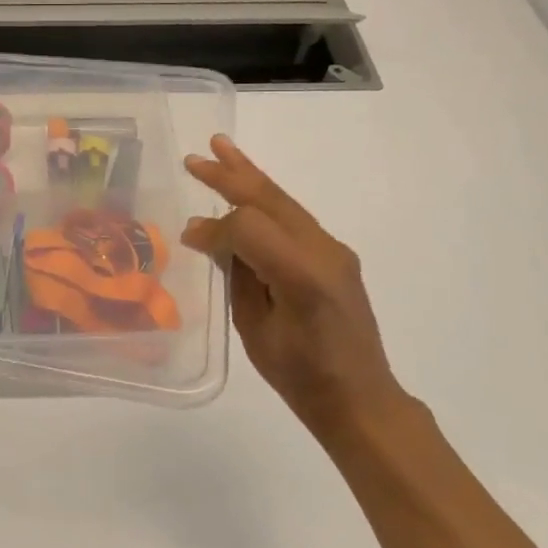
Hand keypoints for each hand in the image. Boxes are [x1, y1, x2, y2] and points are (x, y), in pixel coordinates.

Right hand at [182, 136, 404, 435]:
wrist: (361, 398)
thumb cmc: (300, 376)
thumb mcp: (255, 329)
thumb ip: (234, 274)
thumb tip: (207, 236)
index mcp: (301, 275)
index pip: (248, 227)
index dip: (214, 228)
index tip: (187, 238)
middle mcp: (323, 251)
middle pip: (270, 200)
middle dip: (231, 176)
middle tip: (196, 157)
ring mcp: (333, 250)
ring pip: (284, 201)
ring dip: (250, 177)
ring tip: (221, 149)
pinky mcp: (335, 255)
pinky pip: (294, 218)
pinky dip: (265, 201)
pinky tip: (247, 194)